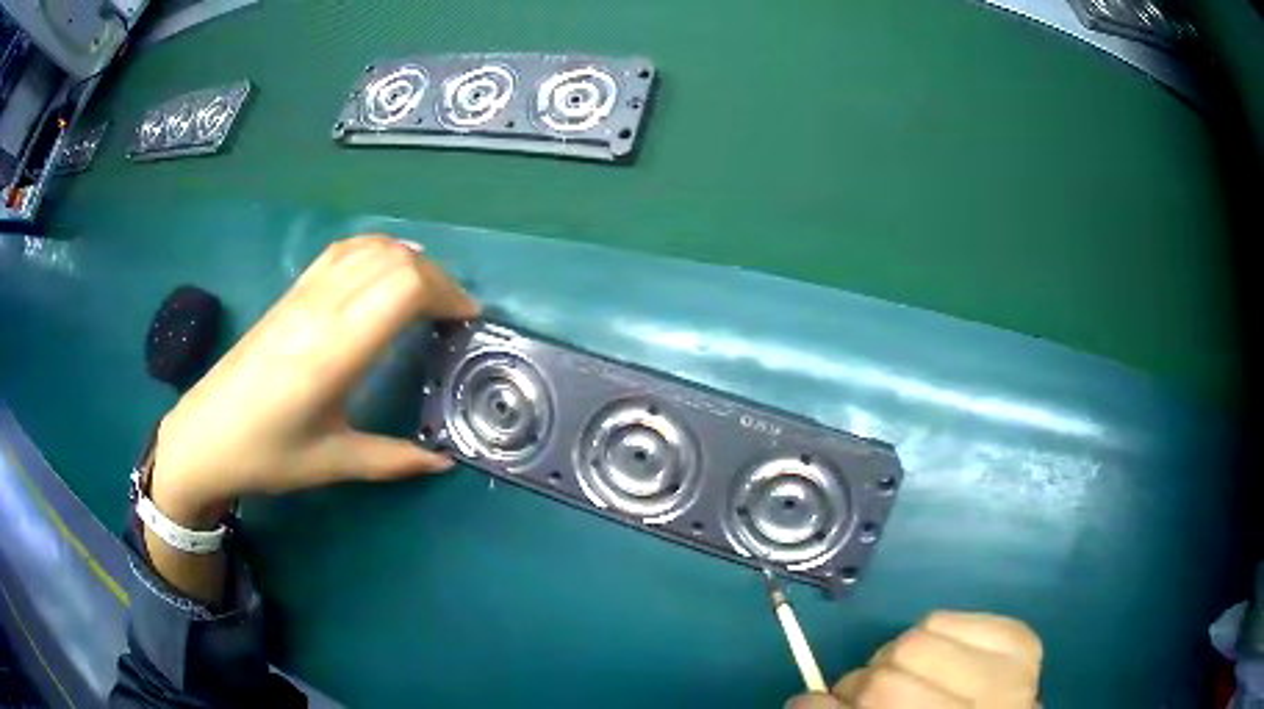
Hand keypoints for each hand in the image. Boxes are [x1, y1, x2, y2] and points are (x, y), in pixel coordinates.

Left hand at [150, 235, 479, 526]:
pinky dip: (376, 250)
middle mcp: (321, 309)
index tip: (466, 322)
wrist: (204, 435)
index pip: (404, 287)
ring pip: (369, 247)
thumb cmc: (266, 454)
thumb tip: (444, 462)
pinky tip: (384, 271)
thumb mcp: (332, 463)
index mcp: (335, 350)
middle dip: (437, 278)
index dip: (446, 293)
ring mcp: (302, 294)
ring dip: (408, 261)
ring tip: (427, 293)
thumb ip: (393, 460)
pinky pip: (342, 251)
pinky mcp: (290, 294)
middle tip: (452, 315)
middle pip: (395, 259)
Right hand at [786, 612, 1041, 708]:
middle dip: (862, 685)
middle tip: (867, 696)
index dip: (826, 706)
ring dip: (898, 657)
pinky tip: (944, 660)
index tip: (812, 703)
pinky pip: (952, 617)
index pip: (874, 700)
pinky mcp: (1020, 640)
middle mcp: (983, 707)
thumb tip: (804, 698)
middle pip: (886, 677)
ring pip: (916, 638)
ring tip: (911, 677)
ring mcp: (1009, 672)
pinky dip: (934, 636)